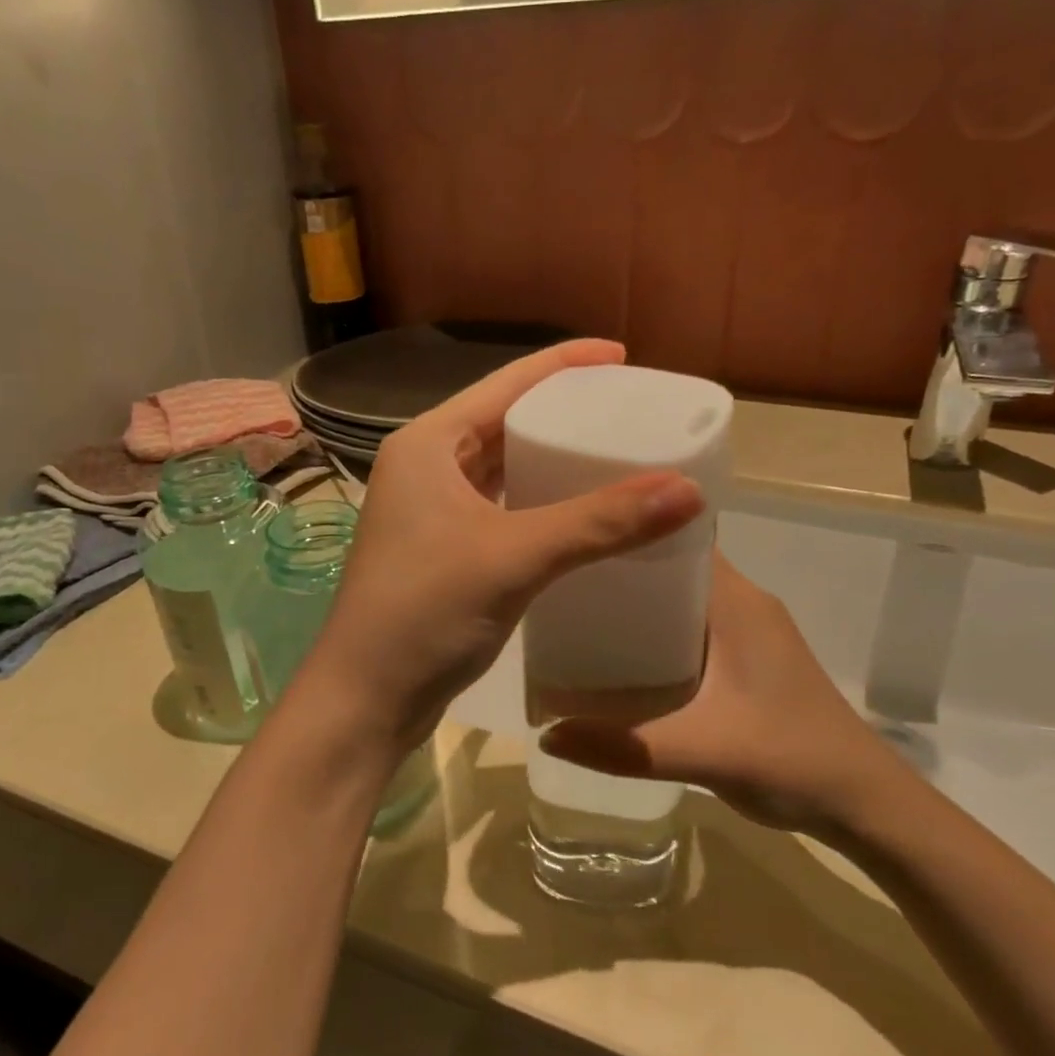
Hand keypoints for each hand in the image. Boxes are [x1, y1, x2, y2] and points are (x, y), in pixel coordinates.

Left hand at [296, 340, 704, 760]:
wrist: (367, 698)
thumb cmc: (425, 611)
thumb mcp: (515, 556)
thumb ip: (600, 522)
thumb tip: (688, 490)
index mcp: (429, 444)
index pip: (506, 384)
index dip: (564, 364)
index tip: (622, 357)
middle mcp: (426, 466)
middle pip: (504, 421)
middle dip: (563, 413)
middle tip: (627, 410)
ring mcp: (432, 511)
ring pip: (503, 468)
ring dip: (551, 460)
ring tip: (613, 453)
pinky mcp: (446, 550)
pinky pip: (503, 508)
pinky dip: (540, 503)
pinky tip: (580, 512)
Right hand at [540, 556, 911, 836]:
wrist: (865, 806)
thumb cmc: (791, 760)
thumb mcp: (702, 751)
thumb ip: (624, 747)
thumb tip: (546, 734)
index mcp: (737, 601)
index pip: (678, 536)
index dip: (629, 527)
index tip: (579, 530)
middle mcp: (743, 603)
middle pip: (673, 565)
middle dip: (620, 568)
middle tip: (561, 577)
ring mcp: (749, 632)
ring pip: (680, 599)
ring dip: (637, 603)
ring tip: (577, 611)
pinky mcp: (748, 660)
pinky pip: (691, 627)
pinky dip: (655, 632)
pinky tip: (619, 655)